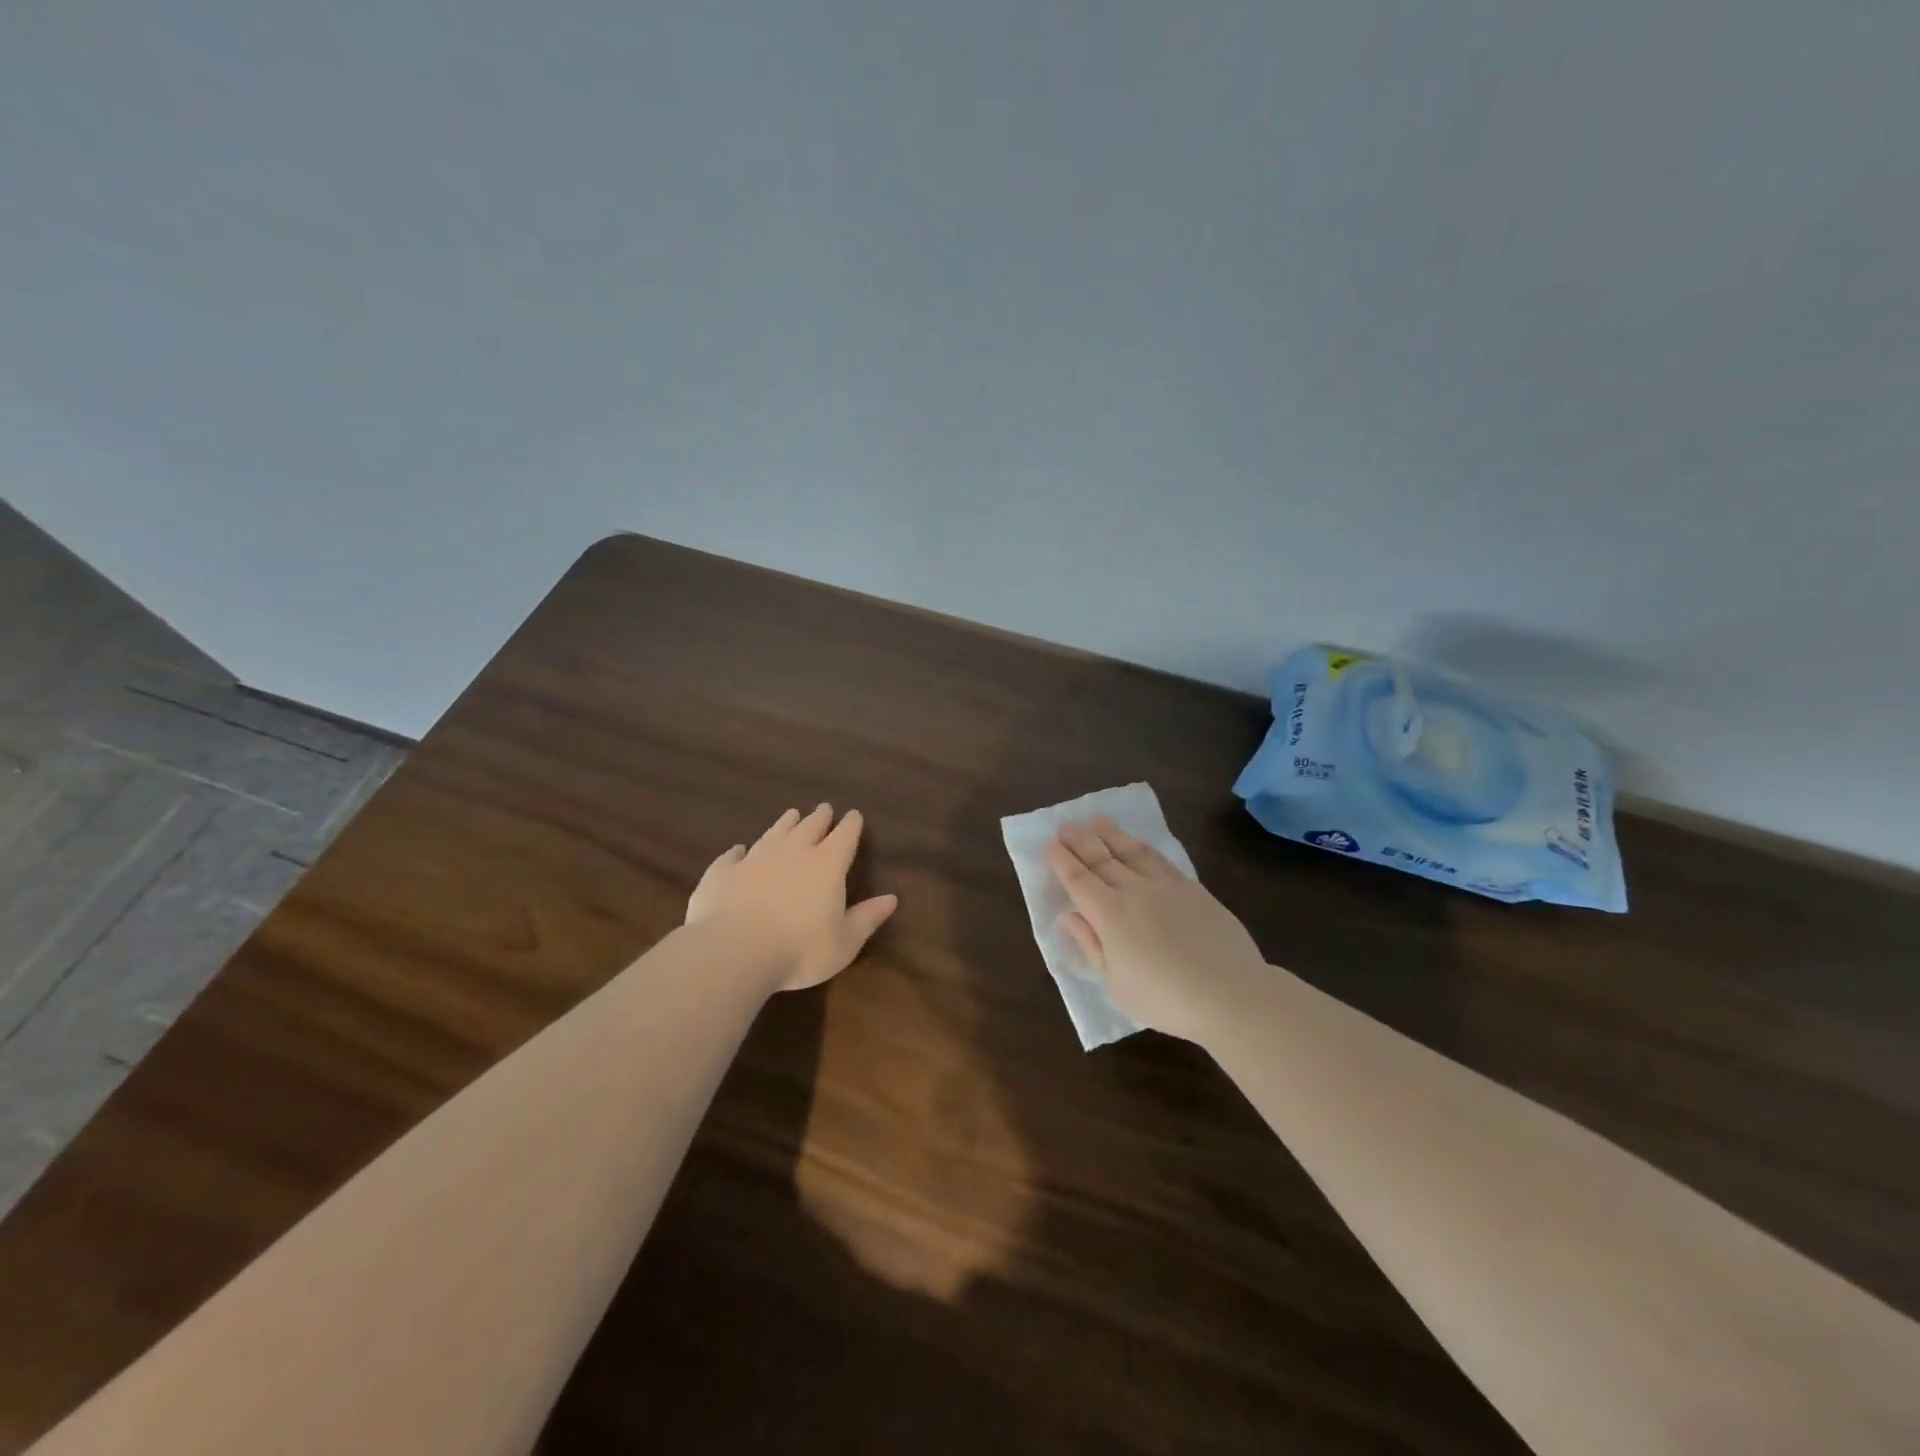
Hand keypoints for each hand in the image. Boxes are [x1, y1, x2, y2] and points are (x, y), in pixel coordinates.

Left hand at [686, 805, 898, 992]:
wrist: (734, 951)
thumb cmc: (800, 949)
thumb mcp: (845, 942)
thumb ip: (867, 918)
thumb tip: (892, 899)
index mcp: (827, 864)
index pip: (844, 835)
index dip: (851, 824)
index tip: (854, 815)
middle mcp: (793, 851)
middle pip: (809, 826)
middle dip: (820, 817)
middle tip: (824, 808)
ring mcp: (755, 858)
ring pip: (774, 832)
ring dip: (784, 823)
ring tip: (791, 814)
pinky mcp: (723, 872)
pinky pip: (733, 855)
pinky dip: (739, 851)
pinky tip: (739, 850)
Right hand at [1047, 816, 1267, 1043]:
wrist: (1231, 994)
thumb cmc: (1165, 999)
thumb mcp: (1115, 984)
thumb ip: (1091, 946)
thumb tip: (1069, 917)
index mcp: (1108, 915)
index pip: (1078, 880)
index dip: (1062, 861)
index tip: (1050, 844)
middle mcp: (1133, 891)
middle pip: (1101, 858)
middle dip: (1079, 840)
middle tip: (1065, 824)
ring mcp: (1166, 886)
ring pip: (1131, 851)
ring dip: (1110, 834)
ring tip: (1096, 820)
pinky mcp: (1193, 889)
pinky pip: (1160, 859)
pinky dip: (1143, 847)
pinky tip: (1139, 844)